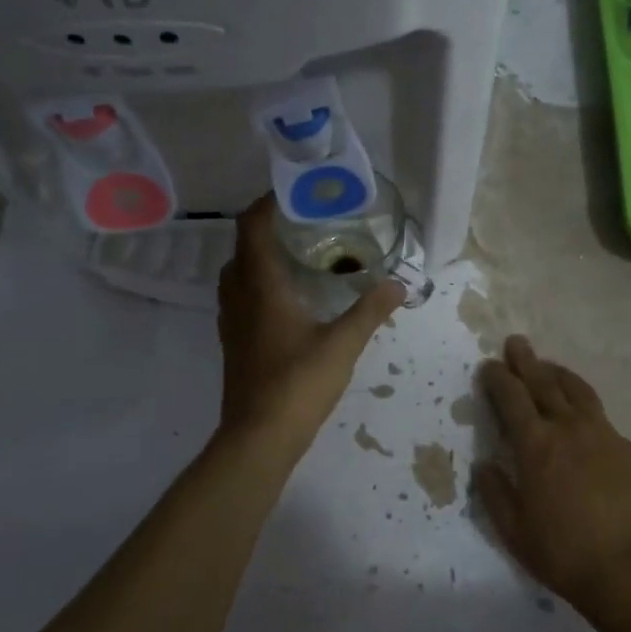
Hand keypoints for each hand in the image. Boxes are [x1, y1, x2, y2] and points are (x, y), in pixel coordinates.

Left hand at [215, 195, 403, 454]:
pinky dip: (258, 285)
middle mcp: (238, 298)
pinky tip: (288, 300)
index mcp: (260, 287)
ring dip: (259, 258)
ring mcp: (231, 323)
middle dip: (266, 230)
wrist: (258, 438)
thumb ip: (370, 310)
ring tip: (296, 257)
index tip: (292, 193)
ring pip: (237, 275)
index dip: (266, 204)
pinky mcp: (233, 344)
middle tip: (302, 224)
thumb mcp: (342, 344)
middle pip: (242, 248)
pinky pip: (240, 299)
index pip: (251, 228)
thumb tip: (399, 283)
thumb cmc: (298, 383)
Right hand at [473, 336, 630, 611]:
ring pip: (579, 392)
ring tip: (549, 367)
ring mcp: (605, 436)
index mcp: (536, 445)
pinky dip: (588, 415)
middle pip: (544, 382)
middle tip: (516, 342)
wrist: (630, 570)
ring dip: (559, 375)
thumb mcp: (513, 530)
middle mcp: (569, 429)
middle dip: (526, 360)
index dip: (497, 378)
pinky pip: (605, 423)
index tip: (489, 366)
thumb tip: (485, 465)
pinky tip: (587, 427)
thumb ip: (495, 493)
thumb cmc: (562, 552)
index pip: (511, 397)